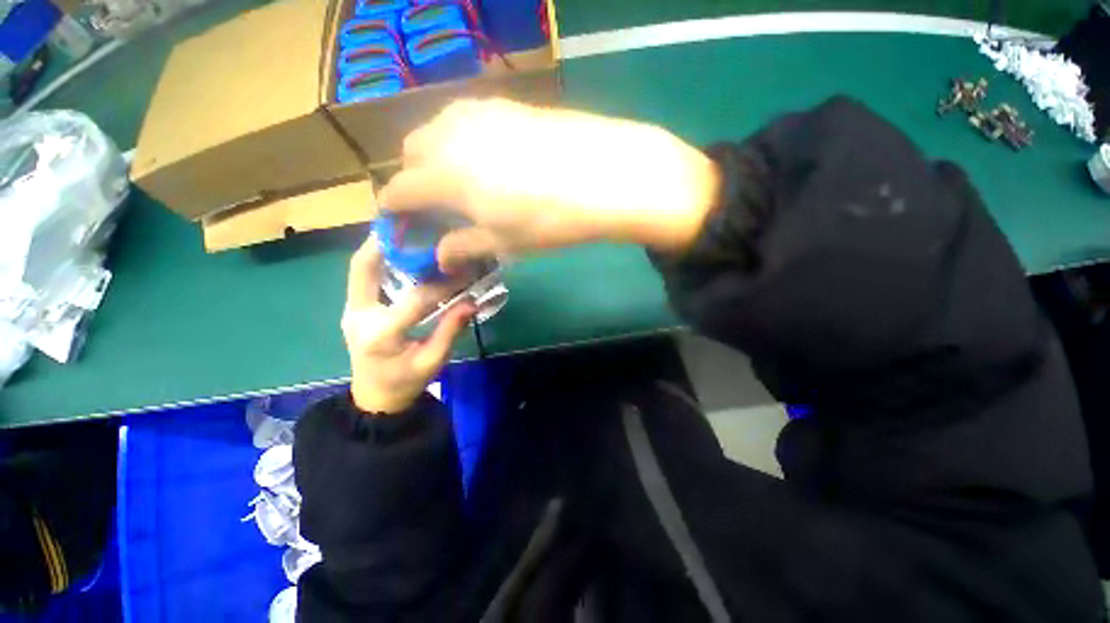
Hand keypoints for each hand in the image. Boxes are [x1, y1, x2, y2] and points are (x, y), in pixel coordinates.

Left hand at [342, 238, 475, 414]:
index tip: (463, 271)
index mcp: (381, 335)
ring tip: (407, 231)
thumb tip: (472, 302)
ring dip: (381, 247)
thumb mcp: (433, 362)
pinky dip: (380, 260)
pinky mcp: (354, 308)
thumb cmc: (406, 382)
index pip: (415, 299)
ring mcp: (351, 310)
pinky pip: (364, 277)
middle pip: (364, 268)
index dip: (442, 284)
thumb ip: (450, 331)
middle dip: (388, 243)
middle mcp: (358, 316)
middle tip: (414, 225)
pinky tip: (400, 251)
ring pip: (360, 268)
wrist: (374, 398)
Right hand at [380, 99, 719, 268]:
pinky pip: (467, 117)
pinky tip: (487, 155)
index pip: (400, 190)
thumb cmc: (549, 220)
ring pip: (437, 128)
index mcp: (445, 176)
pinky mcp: (507, 104)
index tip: (397, 220)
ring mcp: (480, 113)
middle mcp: (452, 136)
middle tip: (434, 202)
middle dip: (413, 177)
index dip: (393, 207)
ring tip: (459, 178)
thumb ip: (465, 246)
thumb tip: (440, 256)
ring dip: (435, 154)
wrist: (603, 177)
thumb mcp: (504, 243)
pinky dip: (462, 137)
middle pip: (411, 152)